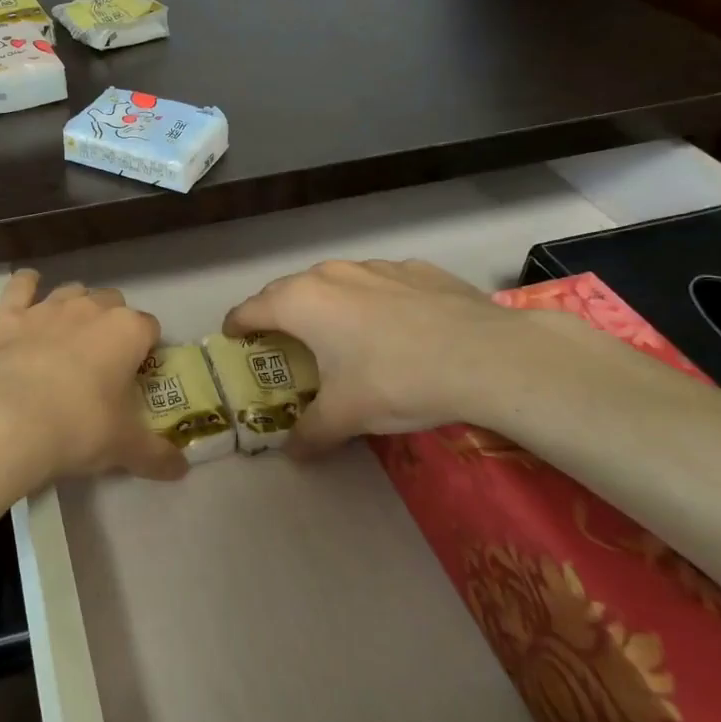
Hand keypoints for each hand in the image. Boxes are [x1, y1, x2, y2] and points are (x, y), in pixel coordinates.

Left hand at [0, 270, 187, 492]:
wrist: (6, 421)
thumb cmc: (78, 428)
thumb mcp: (124, 448)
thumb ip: (157, 455)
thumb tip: (182, 470)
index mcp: (127, 331)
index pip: (150, 328)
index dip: (146, 349)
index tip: (138, 374)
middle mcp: (91, 308)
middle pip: (112, 303)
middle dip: (112, 324)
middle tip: (103, 360)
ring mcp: (47, 307)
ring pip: (72, 291)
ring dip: (75, 306)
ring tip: (69, 335)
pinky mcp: (9, 314)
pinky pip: (21, 285)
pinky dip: (27, 286)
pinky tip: (27, 293)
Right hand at [223, 259, 525, 457]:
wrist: (488, 356)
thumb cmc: (397, 380)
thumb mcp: (346, 416)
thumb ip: (310, 433)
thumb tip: (292, 454)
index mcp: (301, 303)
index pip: (251, 309)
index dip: (237, 326)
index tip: (233, 338)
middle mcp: (330, 274)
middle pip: (287, 290)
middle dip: (277, 313)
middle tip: (280, 341)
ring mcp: (375, 266)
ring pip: (334, 281)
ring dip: (325, 304)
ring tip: (337, 332)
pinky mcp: (416, 269)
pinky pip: (378, 282)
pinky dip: (371, 300)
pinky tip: (393, 325)